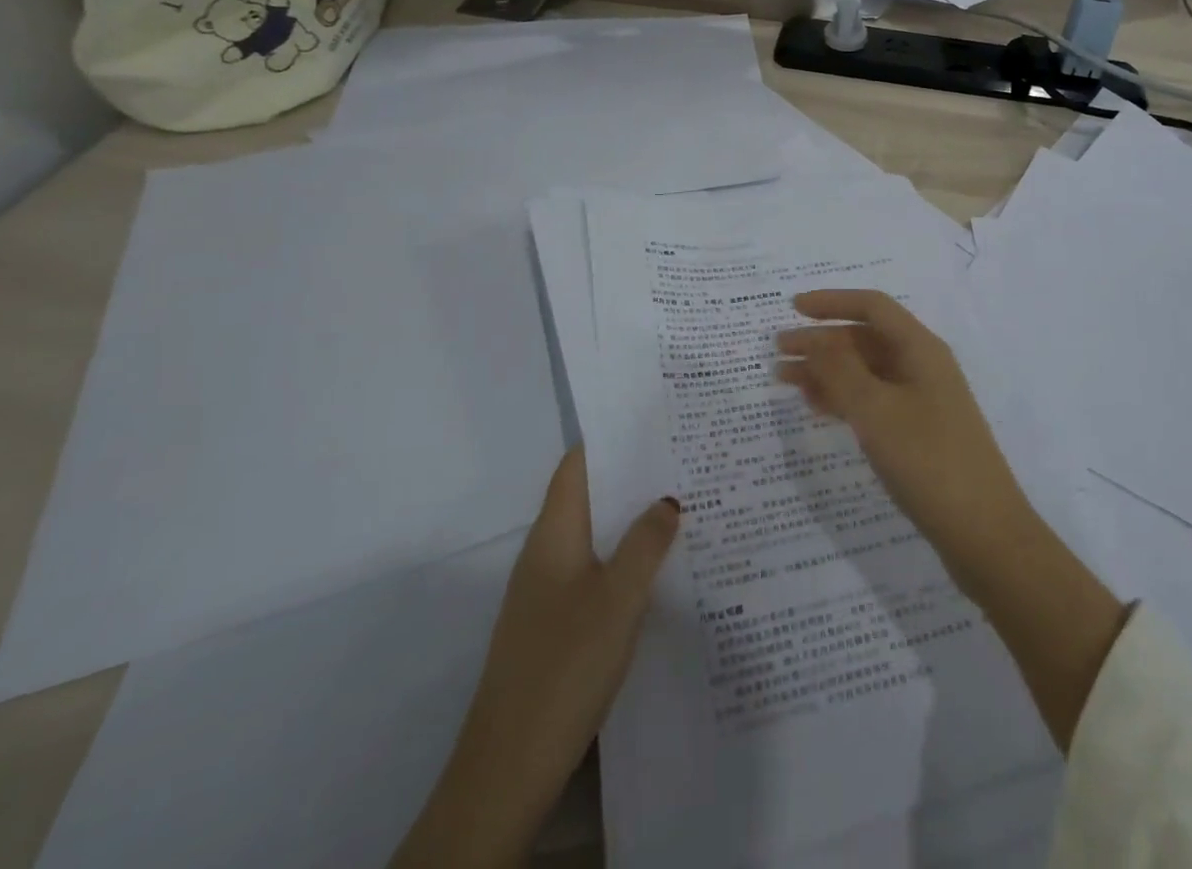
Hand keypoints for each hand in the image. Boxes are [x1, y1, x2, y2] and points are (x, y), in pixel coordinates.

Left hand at [392, 449, 678, 868]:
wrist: (507, 768)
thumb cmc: (564, 665)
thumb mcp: (618, 598)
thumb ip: (645, 543)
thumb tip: (668, 497)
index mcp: (553, 535)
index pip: (577, 466)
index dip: (610, 440)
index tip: (653, 422)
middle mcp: (545, 554)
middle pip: (588, 498)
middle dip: (631, 478)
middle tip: (683, 460)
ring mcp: (546, 593)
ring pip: (593, 537)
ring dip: (630, 521)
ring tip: (682, 506)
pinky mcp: (553, 627)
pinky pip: (593, 572)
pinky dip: (623, 559)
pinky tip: (657, 572)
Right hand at [777, 290, 1127, 750]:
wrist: (984, 534)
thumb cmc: (928, 461)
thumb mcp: (876, 411)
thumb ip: (840, 370)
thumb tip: (813, 337)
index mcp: (920, 349)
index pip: (872, 307)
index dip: (832, 302)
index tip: (792, 308)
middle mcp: (922, 366)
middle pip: (866, 339)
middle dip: (821, 341)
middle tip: (778, 352)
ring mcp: (922, 400)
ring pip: (866, 371)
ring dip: (827, 371)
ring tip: (785, 380)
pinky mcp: (918, 432)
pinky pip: (873, 400)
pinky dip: (843, 398)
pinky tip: (816, 407)